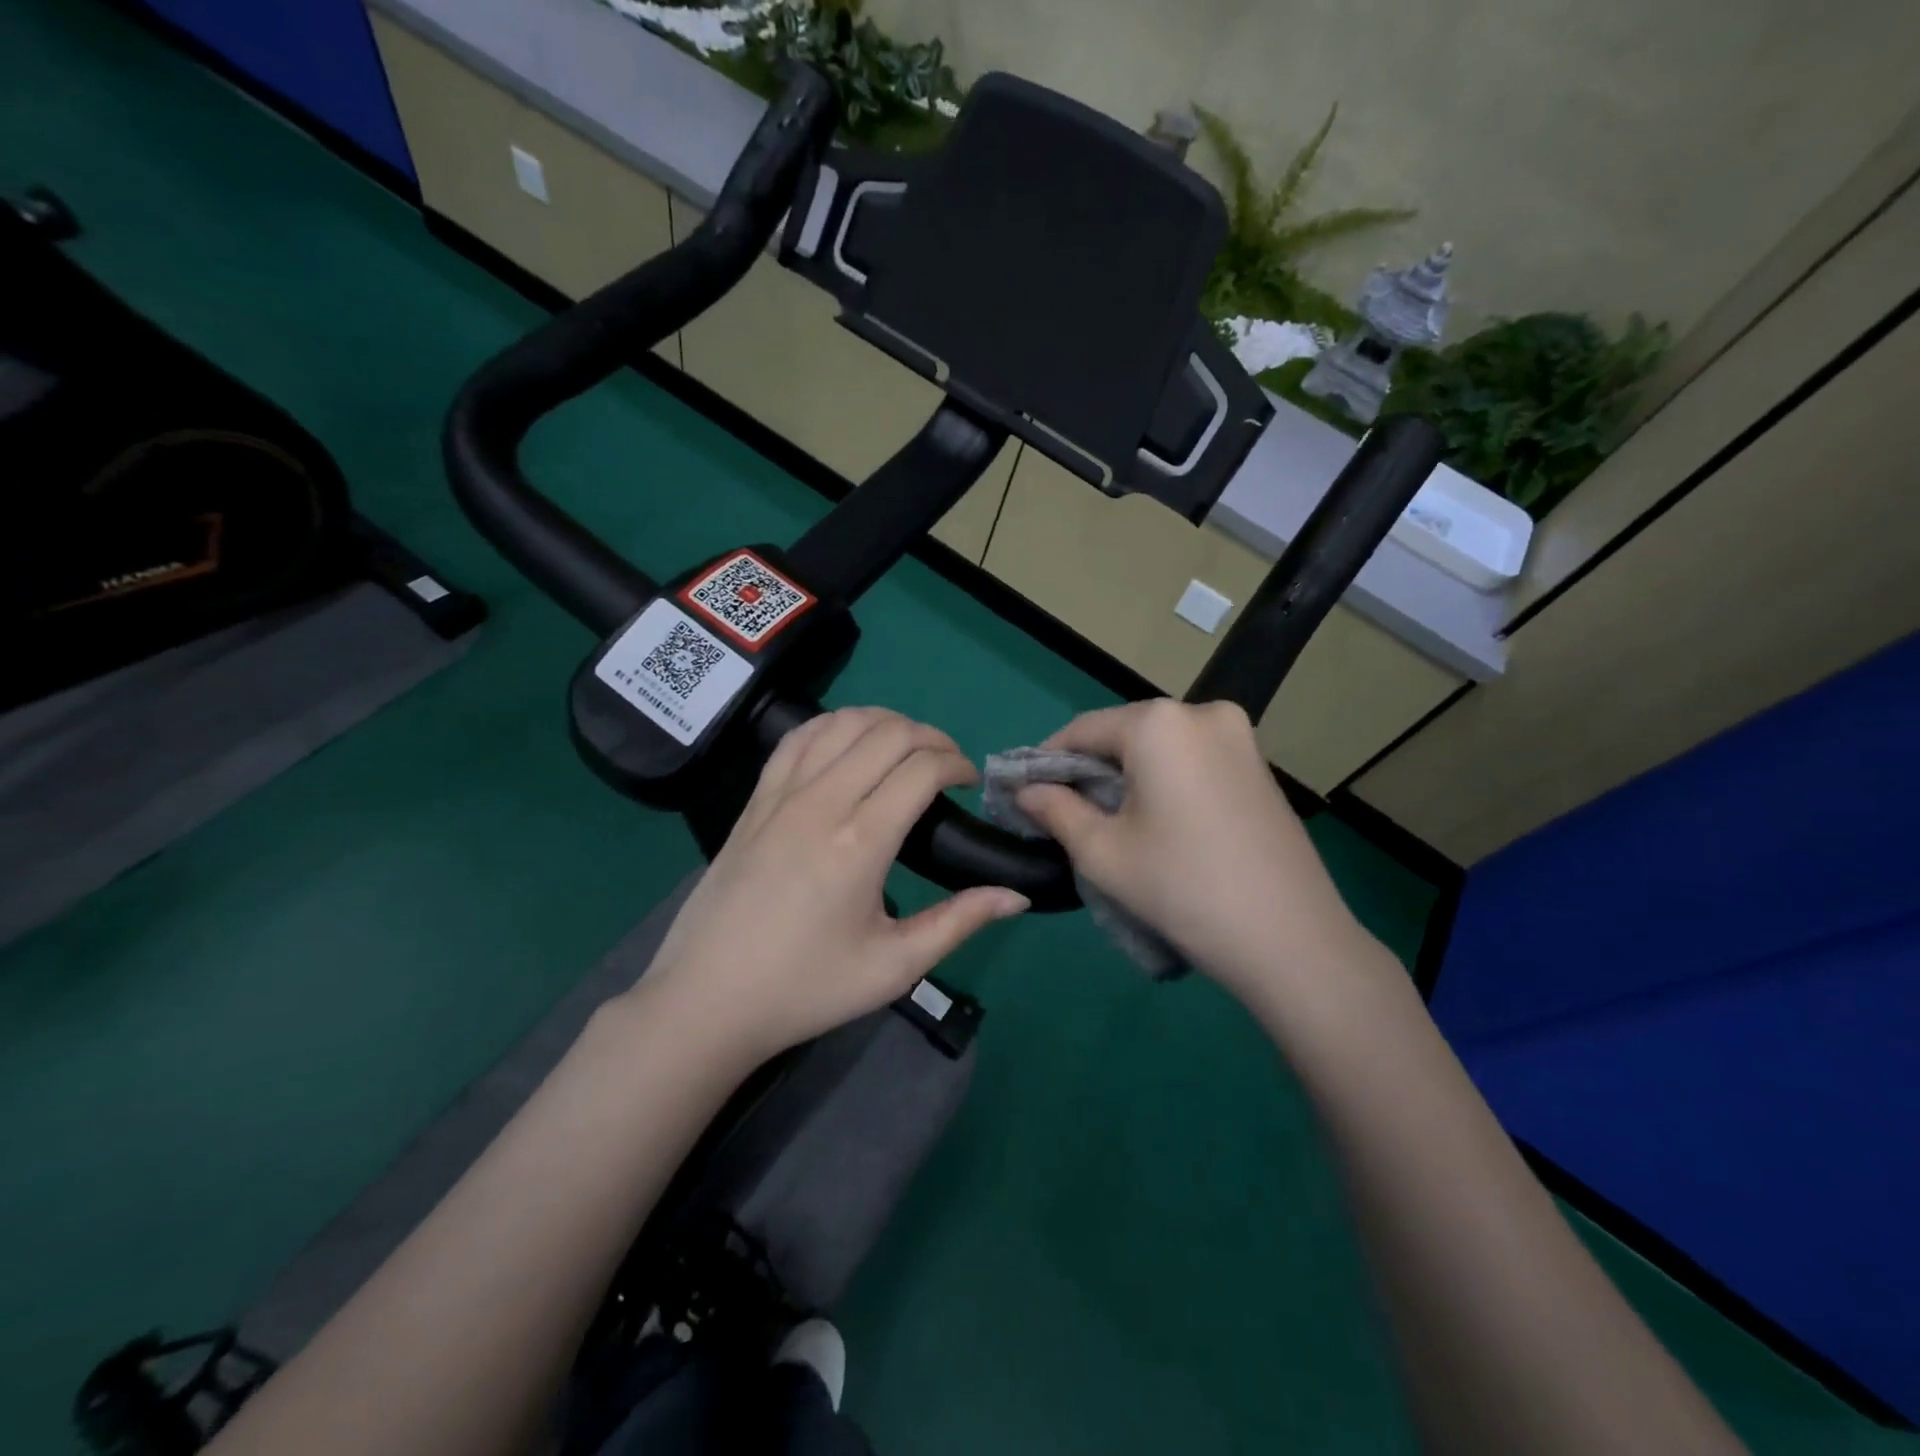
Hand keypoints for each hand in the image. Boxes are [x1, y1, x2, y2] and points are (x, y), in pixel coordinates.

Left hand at [636, 707, 1028, 1064]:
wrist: (707, 1000)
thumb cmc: (806, 988)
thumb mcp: (894, 966)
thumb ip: (959, 922)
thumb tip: (1016, 896)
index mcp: (861, 841)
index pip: (921, 768)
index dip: (956, 764)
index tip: (970, 783)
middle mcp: (822, 802)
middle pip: (888, 733)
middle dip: (931, 737)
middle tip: (948, 766)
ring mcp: (781, 795)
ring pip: (842, 722)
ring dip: (885, 722)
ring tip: (905, 748)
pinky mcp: (755, 799)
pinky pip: (798, 737)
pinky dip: (833, 725)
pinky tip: (847, 743)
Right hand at [1015, 699, 1378, 1003]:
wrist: (1290, 940)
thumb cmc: (1182, 888)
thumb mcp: (1102, 851)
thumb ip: (1055, 809)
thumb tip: (1026, 790)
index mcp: (1158, 724)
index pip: (1082, 729)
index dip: (1047, 761)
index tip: (1025, 795)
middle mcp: (1202, 713)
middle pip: (1123, 734)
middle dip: (1089, 770)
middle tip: (1065, 814)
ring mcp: (1239, 737)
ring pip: (1159, 748)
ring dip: (1127, 776)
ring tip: (1110, 823)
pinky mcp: (1259, 766)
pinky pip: (1193, 760)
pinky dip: (1164, 781)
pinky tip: (1158, 823)